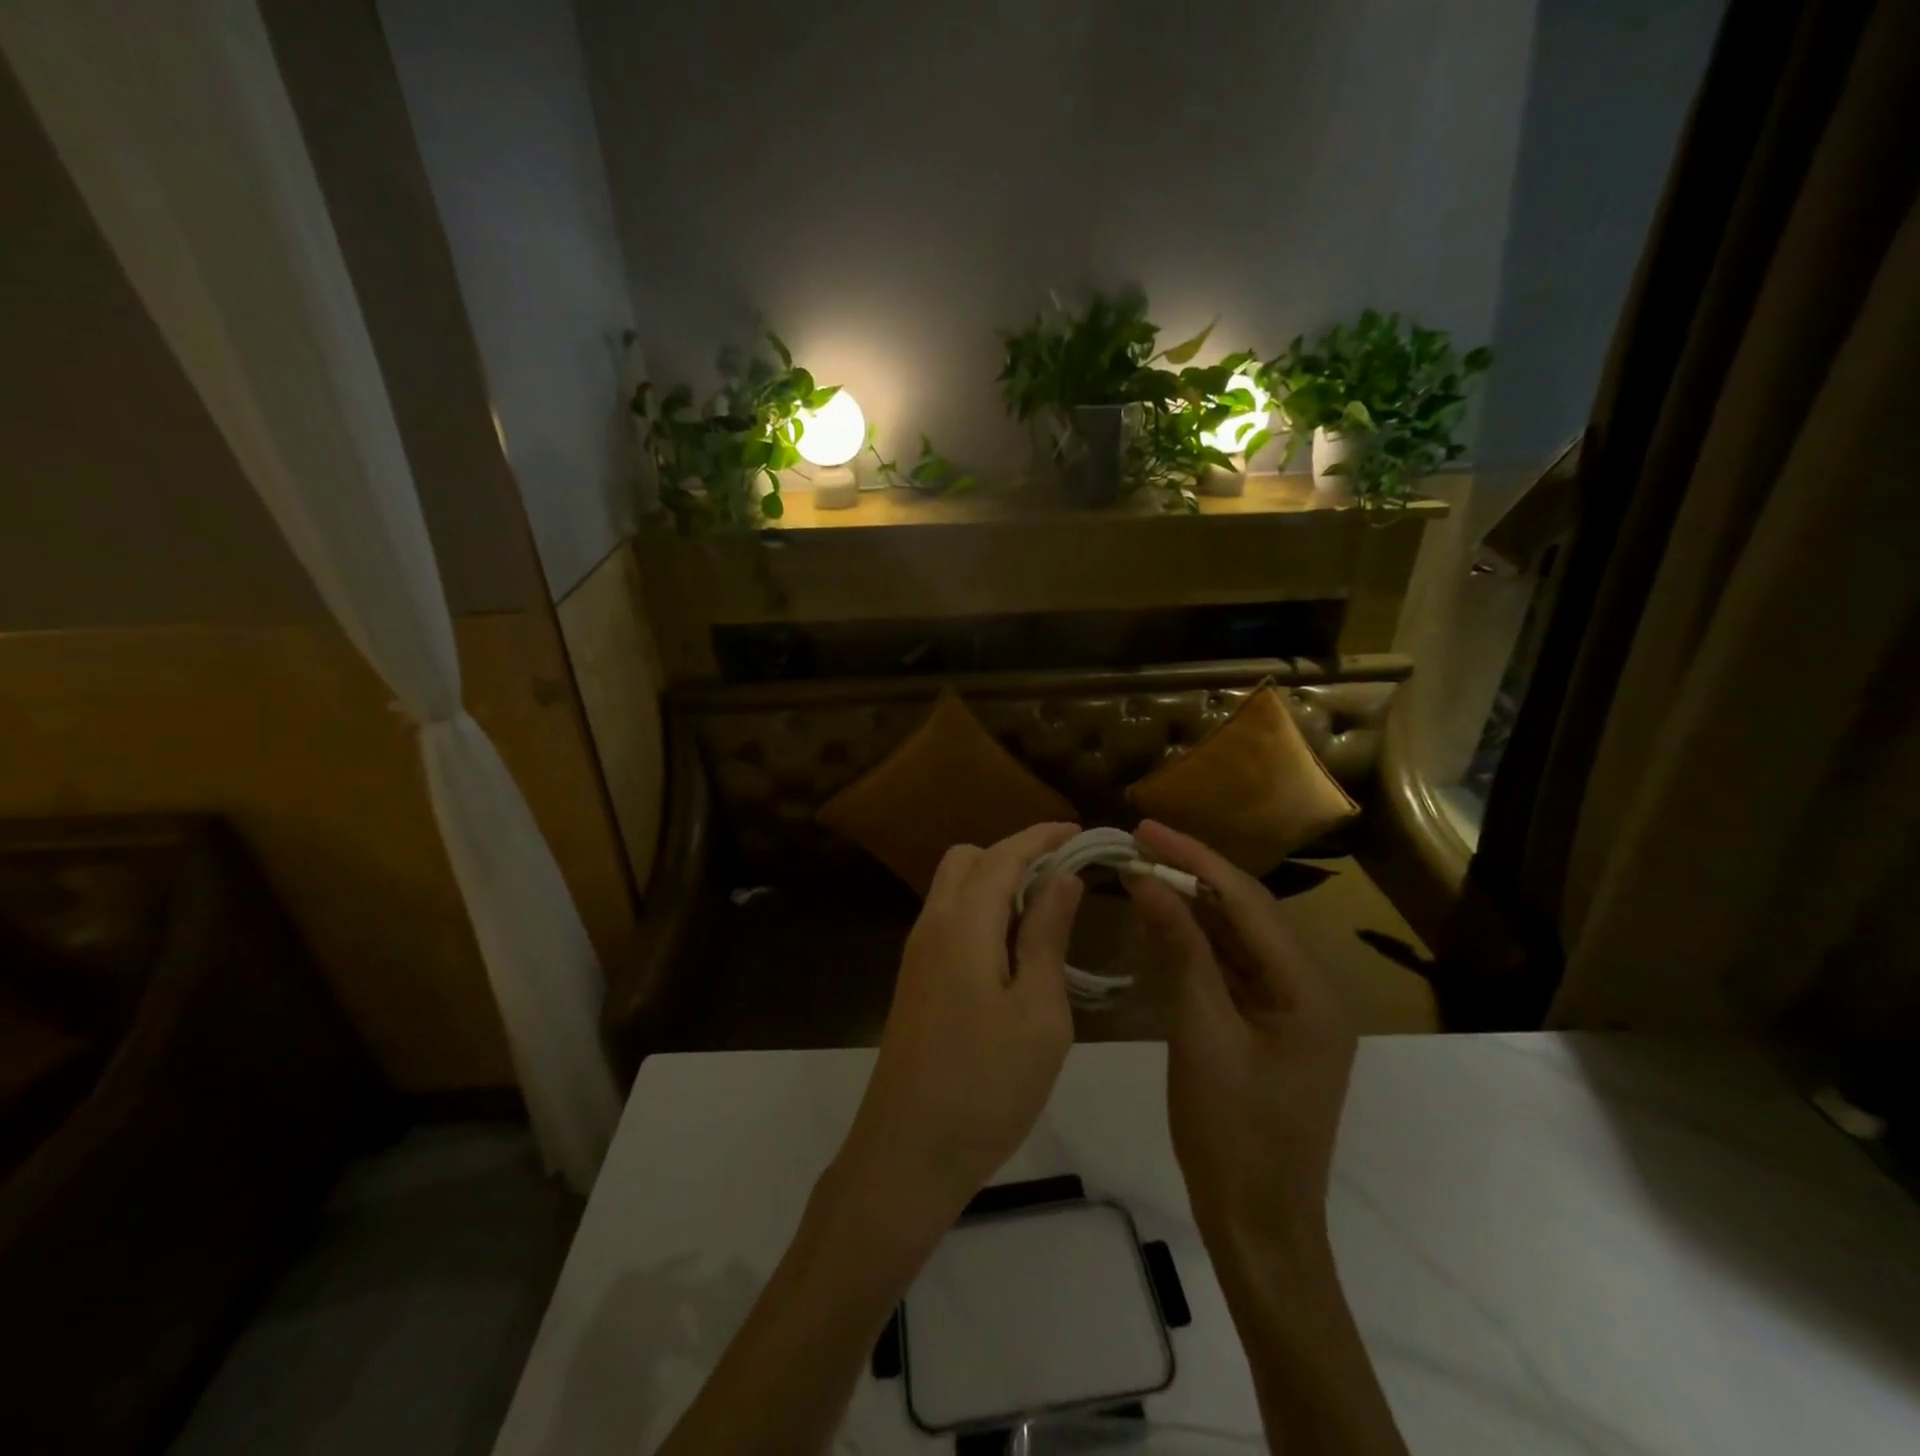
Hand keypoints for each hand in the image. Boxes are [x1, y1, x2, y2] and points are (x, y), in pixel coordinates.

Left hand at [832, 823, 1084, 1235]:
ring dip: (997, 885)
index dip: (1042, 837)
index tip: (1079, 832)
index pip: (1003, 854)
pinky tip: (1013, 952)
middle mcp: (931, 925)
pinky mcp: (915, 980)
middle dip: (1015, 855)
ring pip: (954, 889)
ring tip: (1045, 917)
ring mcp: (917, 954)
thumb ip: (1047, 935)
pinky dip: (982, 914)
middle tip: (1062, 881)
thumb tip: (1062, 878)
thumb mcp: (1038, 1010)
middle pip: (968, 860)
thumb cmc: (986, 1085)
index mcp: (962, 923)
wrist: (907, 1154)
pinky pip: (949, 921)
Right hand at [1124, 820, 1355, 1260]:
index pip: (1247, 902)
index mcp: (1309, 988)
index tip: (1145, 828)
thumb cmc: (1233, 1134)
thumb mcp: (1202, 1034)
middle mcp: (1309, 987)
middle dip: (1191, 876)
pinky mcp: (1267, 1025)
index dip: (1193, 859)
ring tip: (1142, 872)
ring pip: (1235, 939)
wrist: (1258, 1226)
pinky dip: (1194, 945)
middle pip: (1245, 913)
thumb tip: (1146, 881)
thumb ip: (1181, 951)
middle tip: (1137, 843)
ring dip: (1190, 907)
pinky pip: (1230, 969)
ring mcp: (1289, 1008)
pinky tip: (1160, 923)